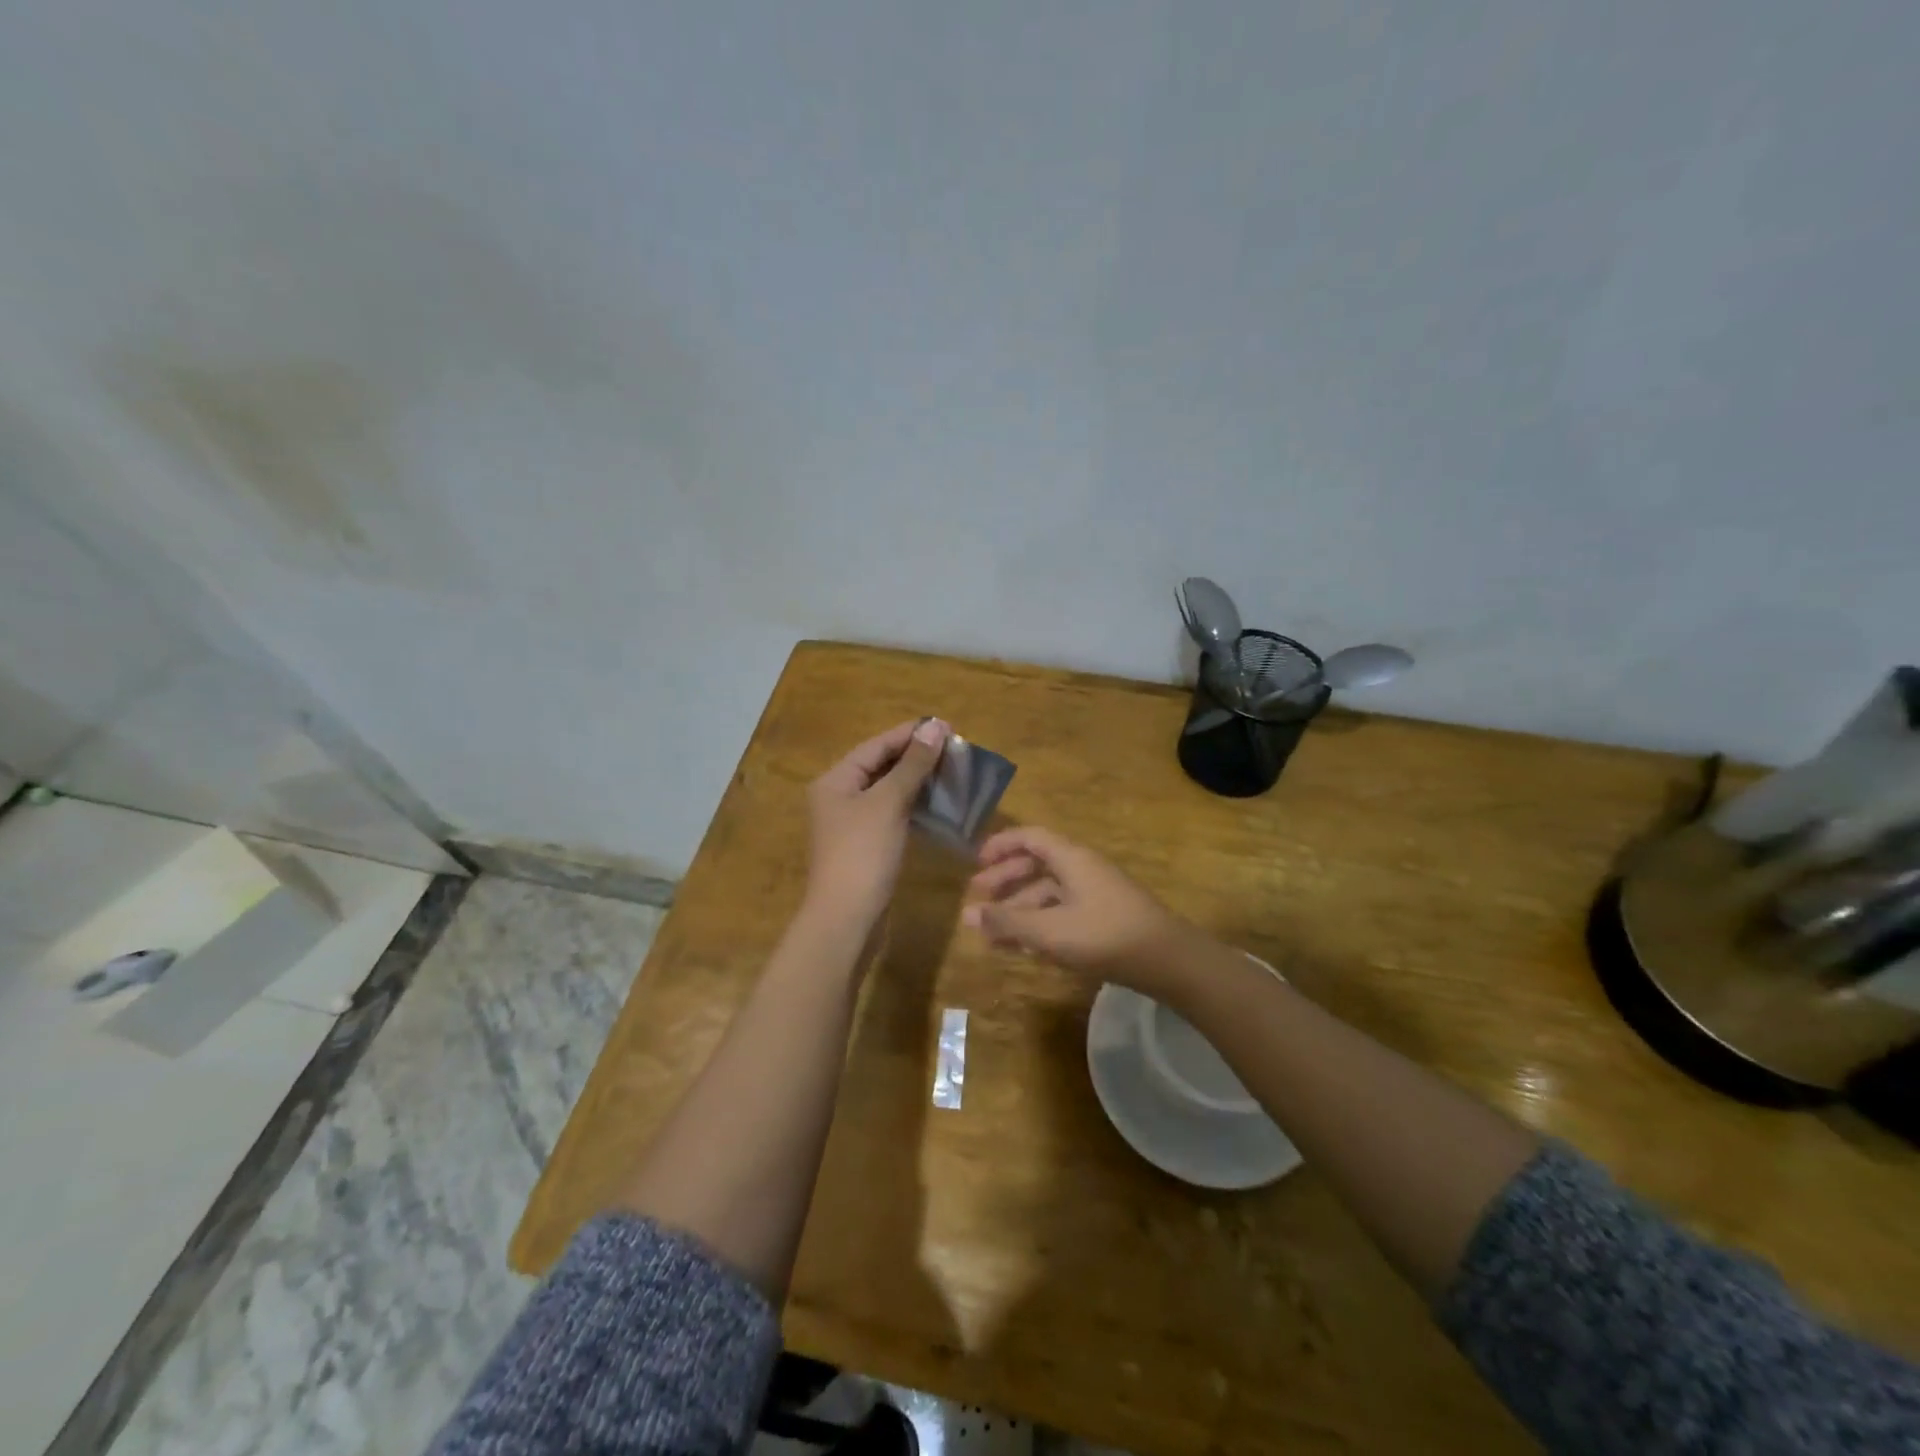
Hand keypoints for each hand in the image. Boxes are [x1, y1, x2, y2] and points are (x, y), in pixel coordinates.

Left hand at [803, 718, 949, 932]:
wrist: (847, 919)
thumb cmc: (863, 854)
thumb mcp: (888, 803)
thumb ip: (912, 764)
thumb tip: (935, 727)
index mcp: (835, 780)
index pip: (876, 746)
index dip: (910, 734)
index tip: (946, 726)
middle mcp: (839, 797)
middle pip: (880, 766)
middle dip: (916, 757)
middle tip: (954, 749)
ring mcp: (852, 823)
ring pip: (888, 791)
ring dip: (918, 781)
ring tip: (952, 772)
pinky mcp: (866, 845)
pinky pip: (892, 814)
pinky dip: (913, 806)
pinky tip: (938, 804)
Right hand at [963, 825, 1195, 993]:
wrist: (1168, 961)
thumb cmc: (1105, 936)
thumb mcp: (1050, 931)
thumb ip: (1008, 923)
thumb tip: (967, 915)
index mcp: (1071, 858)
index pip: (1030, 837)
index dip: (1001, 846)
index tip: (975, 863)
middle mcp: (1082, 869)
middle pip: (1036, 865)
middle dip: (1005, 881)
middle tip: (977, 901)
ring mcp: (1095, 894)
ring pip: (1048, 893)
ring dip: (1019, 909)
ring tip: (992, 935)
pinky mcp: (1105, 919)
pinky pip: (1062, 913)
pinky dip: (1040, 924)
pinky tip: (1024, 948)